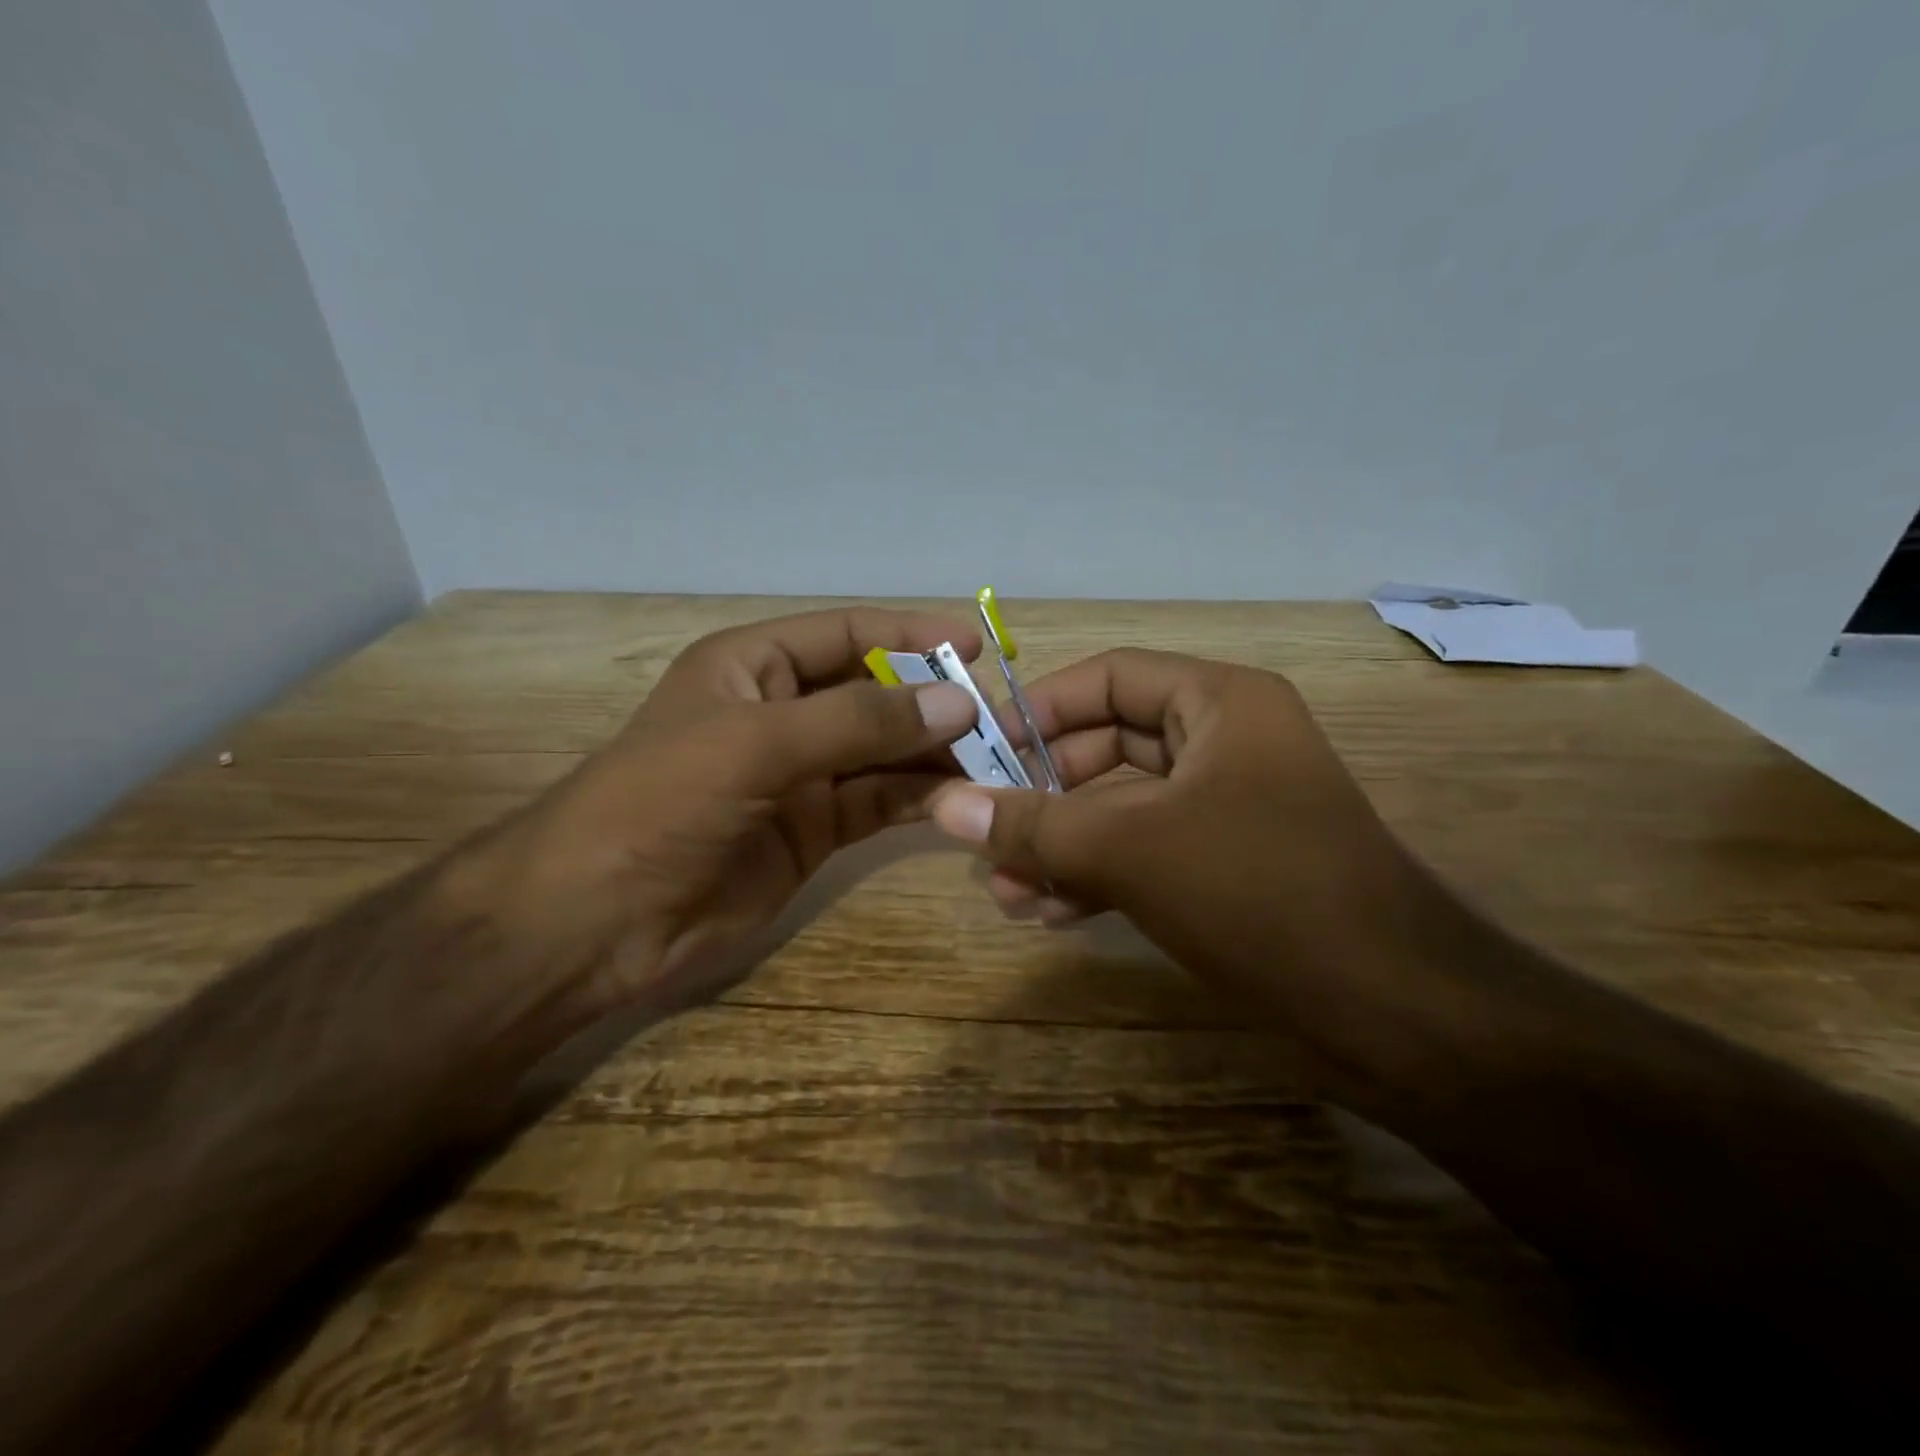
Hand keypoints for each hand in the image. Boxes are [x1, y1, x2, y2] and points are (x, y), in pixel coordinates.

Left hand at [467, 608, 981, 1028]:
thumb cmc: (661, 802)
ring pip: (883, 751)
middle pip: (872, 692)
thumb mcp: (757, 743)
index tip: (974, 646)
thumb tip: (958, 702)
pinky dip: (918, 798)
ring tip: (996, 758)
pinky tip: (962, 797)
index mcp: (753, 665)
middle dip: (931, 700)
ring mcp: (800, 775)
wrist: (596, 919)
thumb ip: (858, 721)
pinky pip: (877, 802)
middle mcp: (781, 712)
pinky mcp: (813, 830)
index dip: (910, 635)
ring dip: (934, 752)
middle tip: (997, 715)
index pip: (846, 633)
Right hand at [928, 649, 1435, 1045]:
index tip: (981, 750)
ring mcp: (1229, 808)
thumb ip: (1034, 826)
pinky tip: (1050, 914)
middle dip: (1045, 796)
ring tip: (1005, 893)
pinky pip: (1147, 853)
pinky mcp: (1230, 866)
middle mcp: (1226, 742)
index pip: (1110, 677)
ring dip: (1064, 847)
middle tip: (987, 834)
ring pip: (1123, 809)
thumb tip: (944, 806)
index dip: (1041, 709)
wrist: (1394, 1010)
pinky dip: (1099, 877)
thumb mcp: (1131, 851)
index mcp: (1220, 703)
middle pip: (1109, 747)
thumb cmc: (1260, 893)